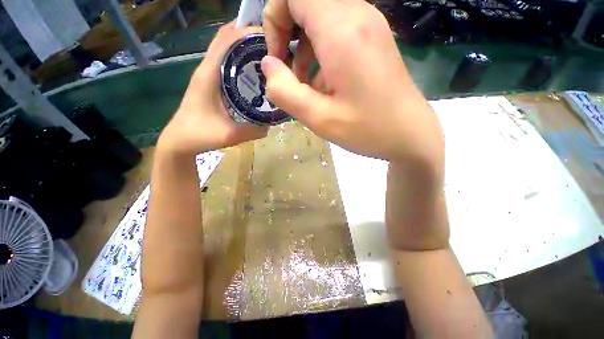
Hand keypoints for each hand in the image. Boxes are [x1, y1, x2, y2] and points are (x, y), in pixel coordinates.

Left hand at [158, 22, 267, 157]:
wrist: (180, 140)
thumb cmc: (199, 135)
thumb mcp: (229, 135)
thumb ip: (253, 130)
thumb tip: (272, 124)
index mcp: (209, 75)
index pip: (226, 40)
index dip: (246, 32)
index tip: (270, 36)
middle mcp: (208, 69)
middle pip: (227, 39)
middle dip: (249, 36)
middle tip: (274, 46)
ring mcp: (208, 74)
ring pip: (227, 49)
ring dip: (245, 46)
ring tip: (268, 55)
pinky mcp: (211, 82)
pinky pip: (227, 63)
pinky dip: (240, 59)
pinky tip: (255, 71)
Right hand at [262, 0, 443, 164]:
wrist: (409, 135)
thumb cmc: (366, 130)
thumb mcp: (319, 118)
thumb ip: (285, 91)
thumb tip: (268, 65)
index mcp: (342, 30)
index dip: (275, 19)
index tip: (277, 58)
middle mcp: (358, 15)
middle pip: (307, 2)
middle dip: (288, 35)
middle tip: (289, 75)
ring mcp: (369, 25)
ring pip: (321, 18)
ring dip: (305, 49)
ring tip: (307, 87)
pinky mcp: (374, 38)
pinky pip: (337, 32)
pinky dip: (322, 53)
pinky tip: (326, 85)